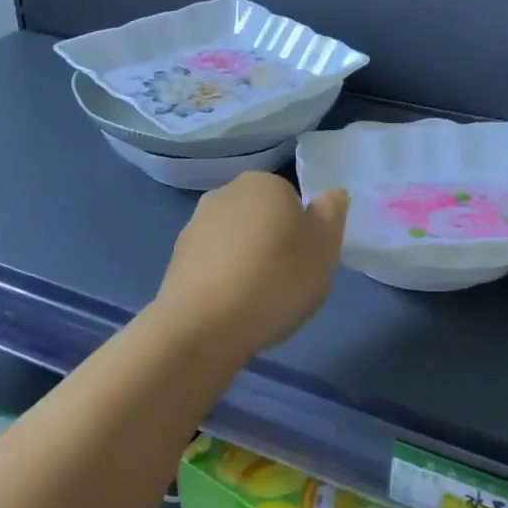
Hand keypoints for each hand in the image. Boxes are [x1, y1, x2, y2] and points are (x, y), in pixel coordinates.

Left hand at [156, 173, 348, 360]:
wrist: (203, 324)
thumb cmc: (275, 279)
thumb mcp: (324, 249)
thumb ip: (331, 215)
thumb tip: (331, 194)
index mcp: (264, 182)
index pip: (292, 200)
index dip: (302, 232)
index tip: (305, 262)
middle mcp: (225, 192)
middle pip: (261, 217)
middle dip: (272, 242)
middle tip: (285, 282)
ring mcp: (195, 224)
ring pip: (235, 240)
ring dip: (245, 261)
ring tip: (257, 302)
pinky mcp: (176, 258)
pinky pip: (212, 264)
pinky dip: (223, 280)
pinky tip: (230, 309)